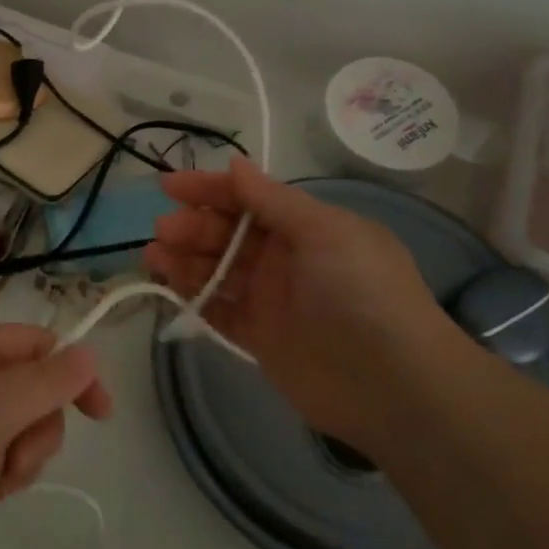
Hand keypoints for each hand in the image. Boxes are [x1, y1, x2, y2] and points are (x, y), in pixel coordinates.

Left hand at [0, 323, 112, 548]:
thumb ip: (44, 381)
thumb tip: (87, 353)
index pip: (33, 341)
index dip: (71, 370)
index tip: (101, 414)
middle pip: (28, 385)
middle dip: (38, 425)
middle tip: (18, 459)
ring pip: (14, 423)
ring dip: (22, 454)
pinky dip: (1, 472)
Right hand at [144, 157, 457, 455]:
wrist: (395, 385)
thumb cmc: (361, 292)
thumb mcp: (324, 232)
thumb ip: (273, 200)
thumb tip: (235, 163)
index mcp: (305, 227)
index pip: (248, 199)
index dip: (209, 189)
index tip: (169, 187)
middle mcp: (285, 258)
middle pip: (227, 233)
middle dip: (193, 226)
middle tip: (163, 230)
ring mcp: (271, 299)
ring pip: (217, 270)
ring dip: (184, 259)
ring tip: (153, 256)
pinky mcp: (260, 337)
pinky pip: (218, 309)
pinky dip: (193, 295)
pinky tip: (167, 285)